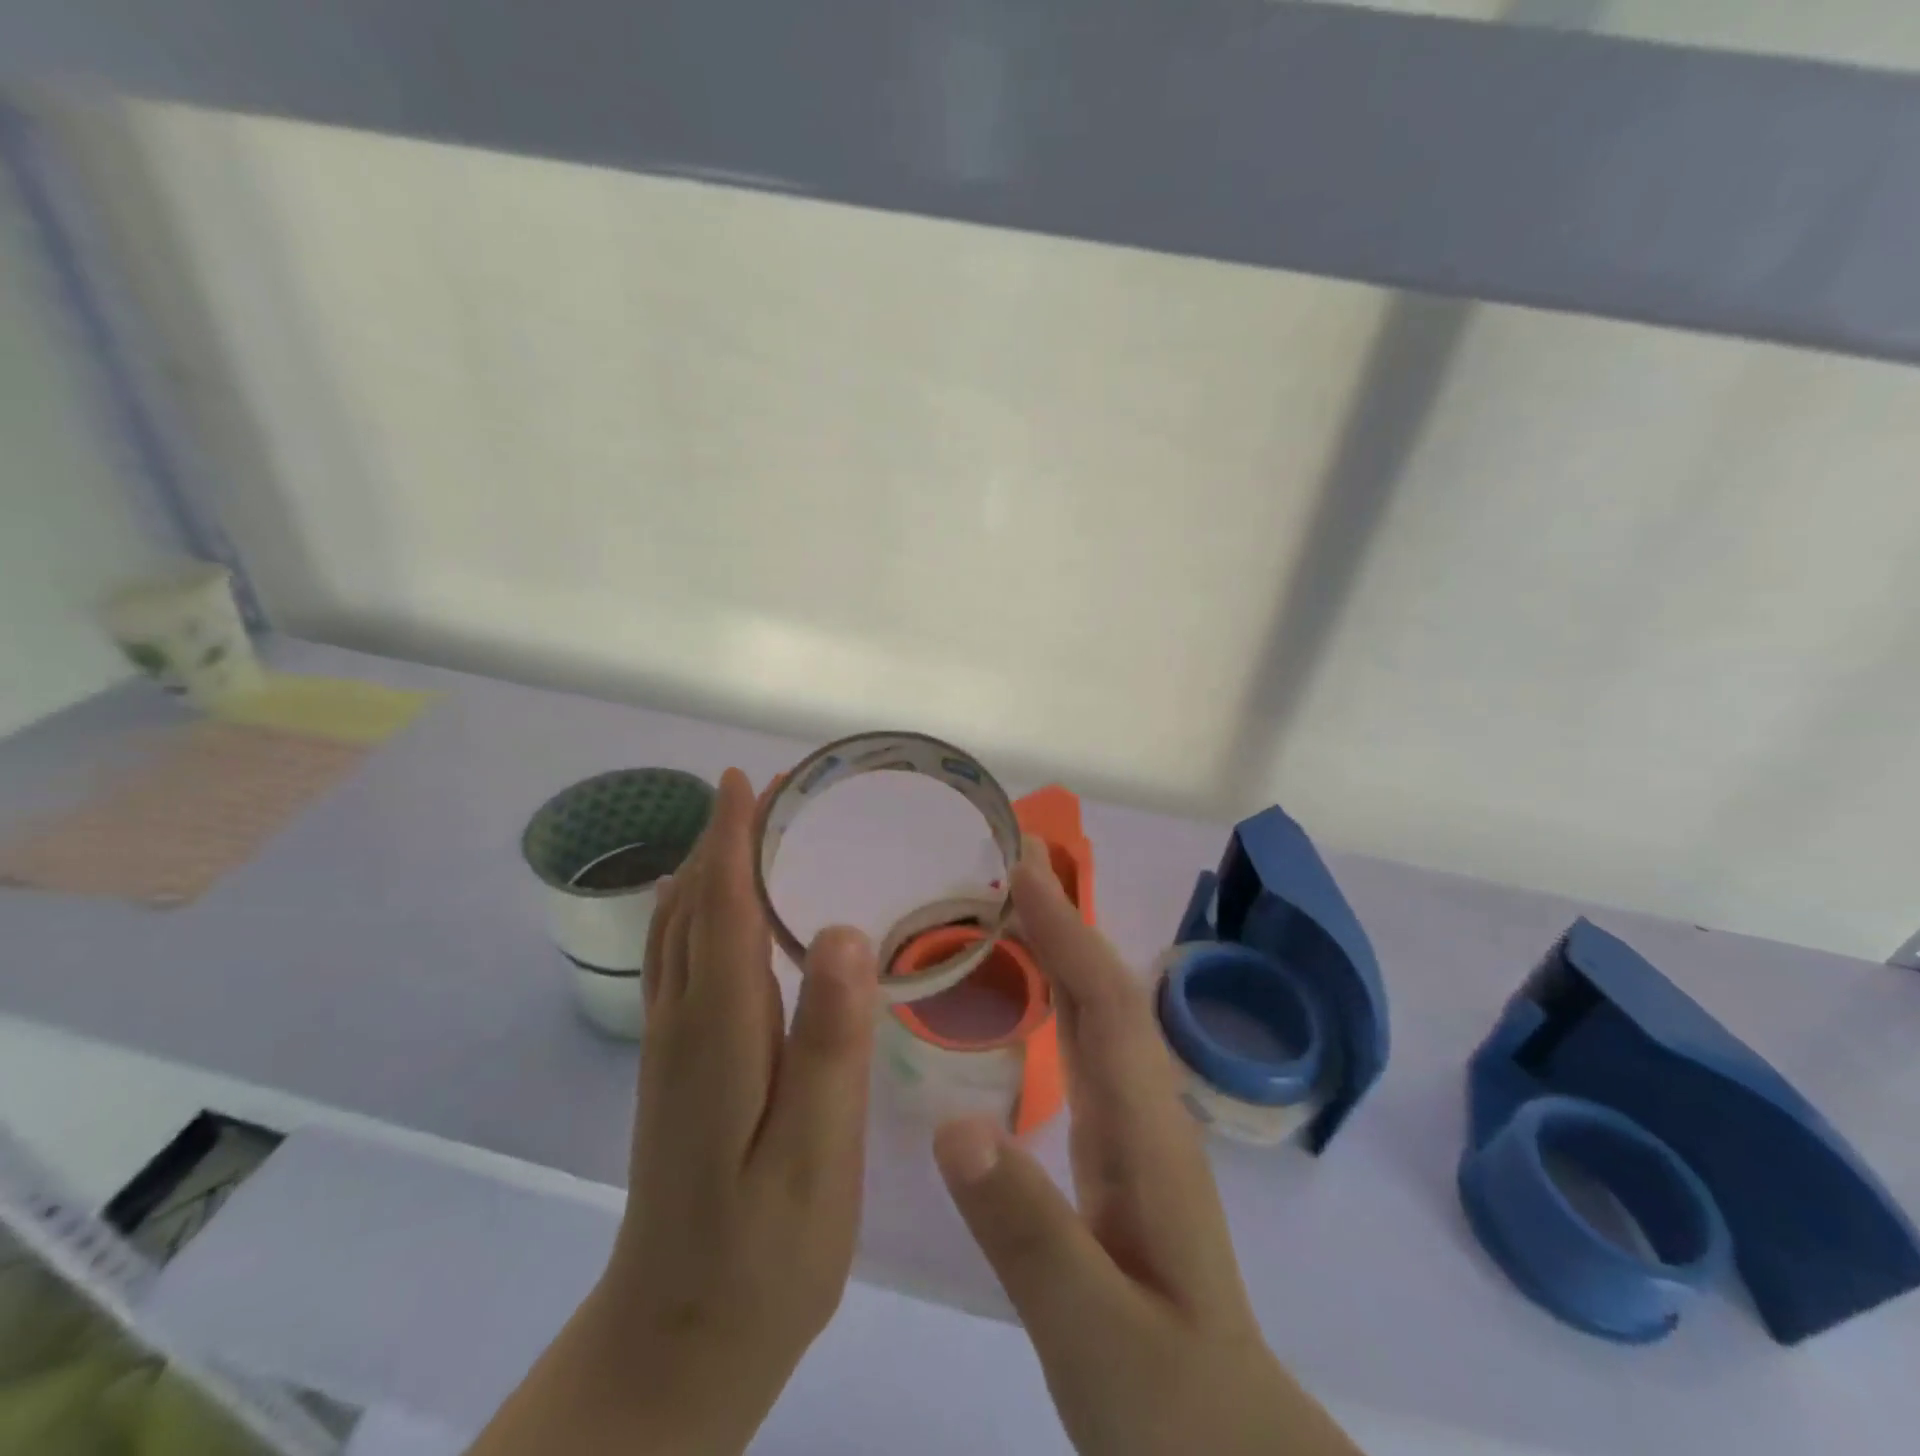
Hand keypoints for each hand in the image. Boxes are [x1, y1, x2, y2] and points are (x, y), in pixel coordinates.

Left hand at [472, 767, 878, 1455]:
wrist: (676, 1347)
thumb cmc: (764, 1256)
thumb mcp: (814, 1157)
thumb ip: (829, 1043)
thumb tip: (840, 932)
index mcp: (718, 1035)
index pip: (720, 910)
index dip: (732, 840)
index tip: (747, 780)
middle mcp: (682, 1026)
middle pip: (692, 909)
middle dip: (721, 841)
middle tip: (764, 791)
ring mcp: (670, 1050)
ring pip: (678, 934)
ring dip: (707, 872)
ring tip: (747, 832)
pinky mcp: (676, 1071)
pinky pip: (682, 963)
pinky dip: (701, 914)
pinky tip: (728, 918)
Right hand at [933, 840, 1359, 1455]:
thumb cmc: (1169, 1404)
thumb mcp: (1093, 1333)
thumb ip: (1028, 1232)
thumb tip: (953, 1125)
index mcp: (1146, 1134)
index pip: (1105, 1003)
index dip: (1066, 931)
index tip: (1021, 870)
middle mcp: (1148, 1112)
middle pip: (1106, 990)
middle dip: (1064, 918)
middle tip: (1009, 861)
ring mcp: (1138, 1130)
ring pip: (1099, 1014)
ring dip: (1061, 949)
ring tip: (1010, 904)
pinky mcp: (1121, 1153)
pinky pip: (1086, 1049)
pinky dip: (1058, 998)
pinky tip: (1029, 994)